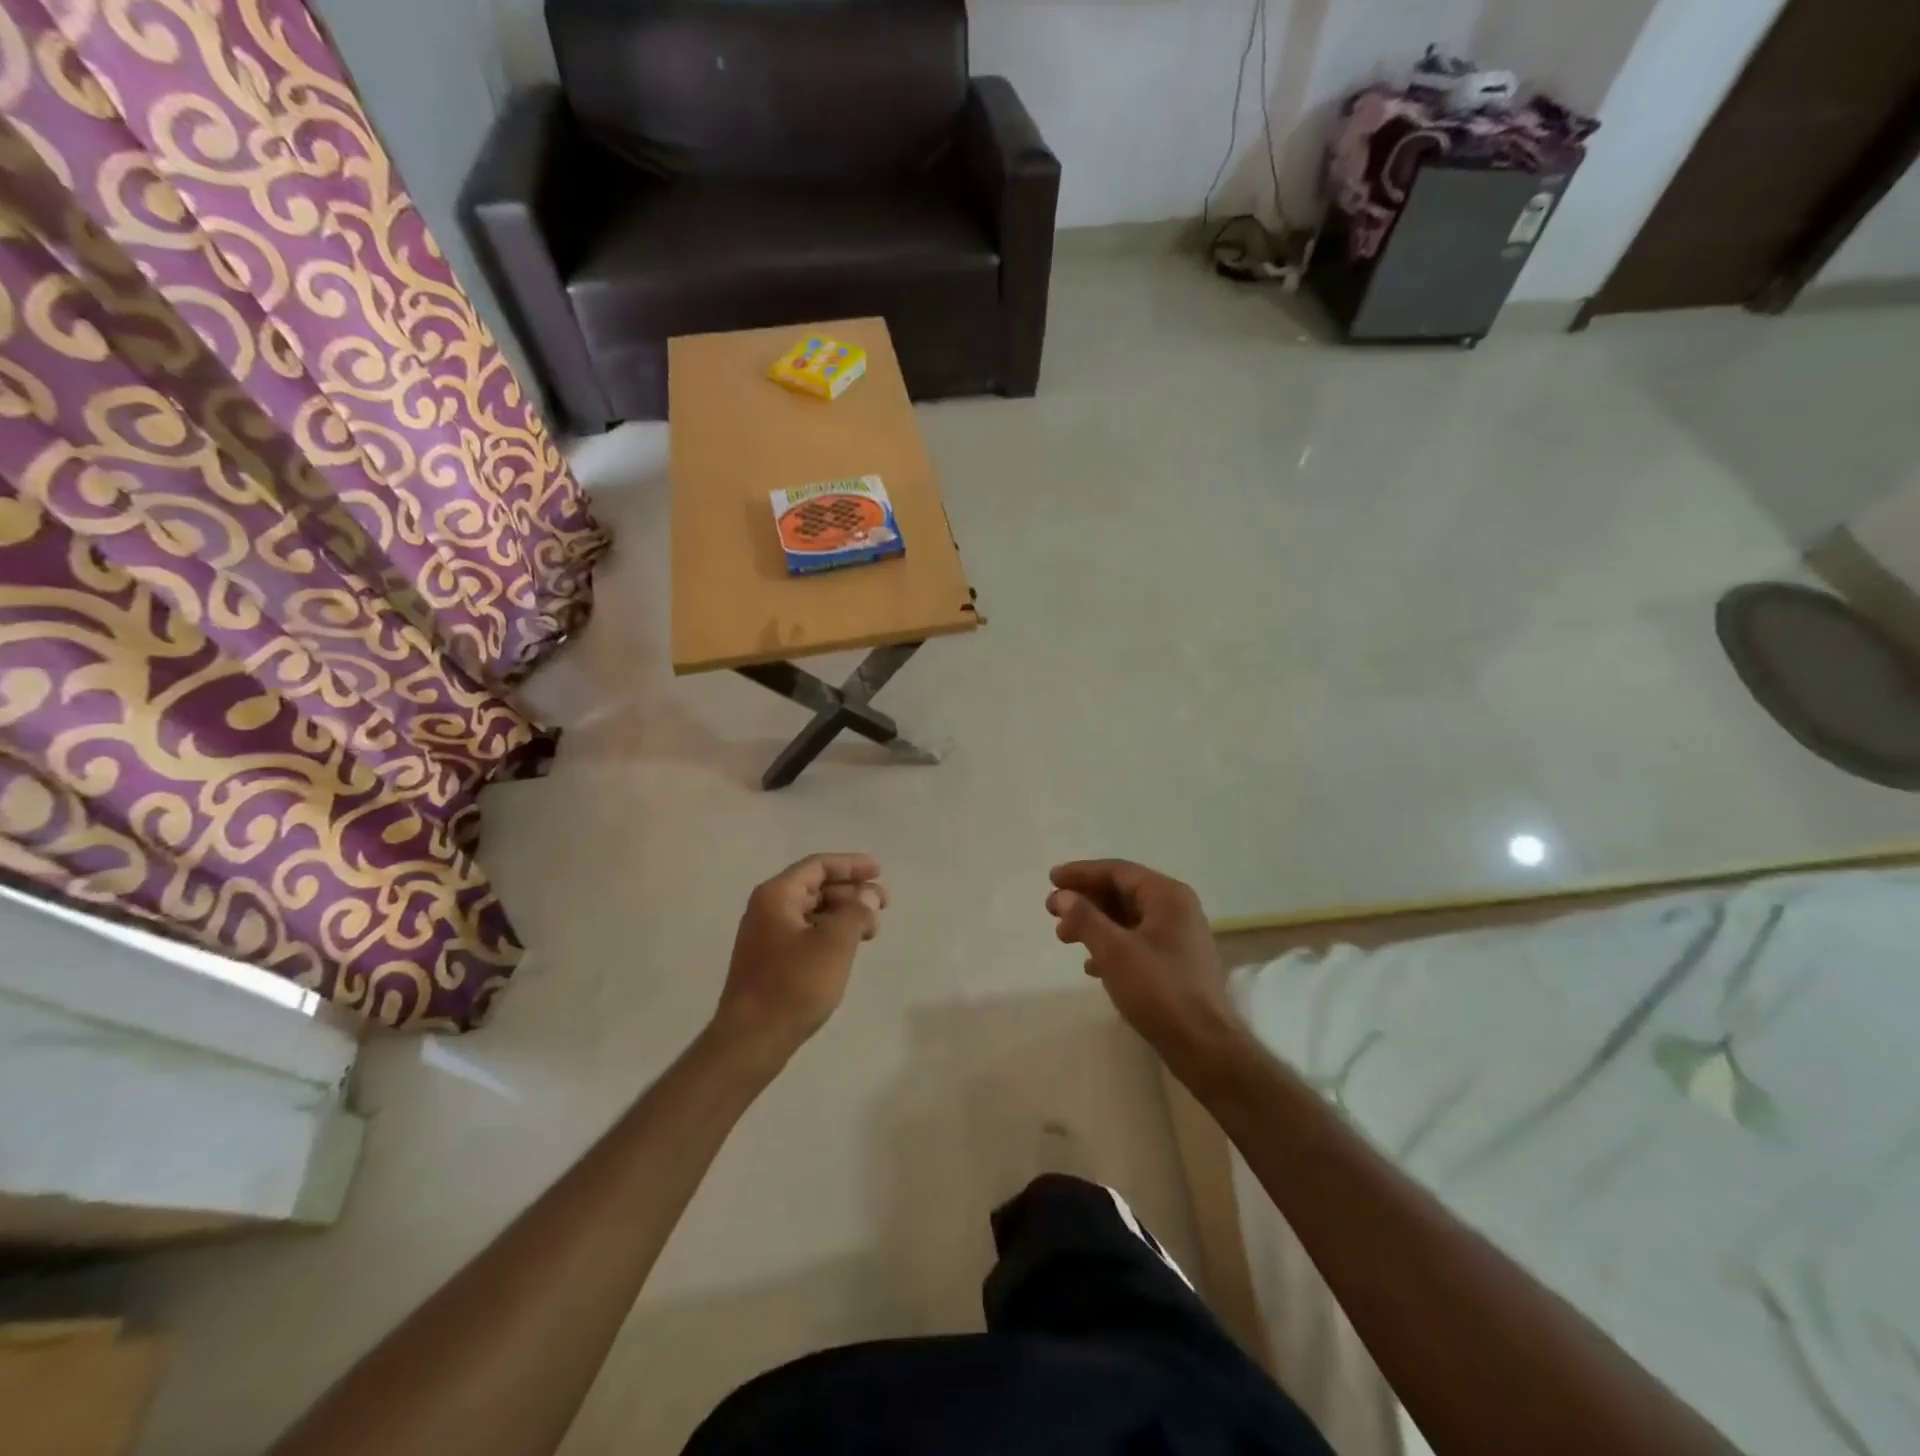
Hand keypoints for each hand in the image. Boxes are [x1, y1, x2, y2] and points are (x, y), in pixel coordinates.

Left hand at [714, 854, 886, 1058]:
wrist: (751, 1040)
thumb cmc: (793, 985)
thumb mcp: (834, 943)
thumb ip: (856, 912)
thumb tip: (867, 896)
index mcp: (776, 895)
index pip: (818, 865)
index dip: (851, 865)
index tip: (879, 872)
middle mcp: (767, 909)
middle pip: (815, 887)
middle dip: (852, 892)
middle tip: (883, 905)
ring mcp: (766, 937)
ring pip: (812, 912)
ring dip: (844, 914)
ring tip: (872, 931)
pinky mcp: (770, 961)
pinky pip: (806, 933)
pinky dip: (831, 933)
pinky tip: (849, 948)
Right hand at [1046, 860, 1240, 1073]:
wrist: (1204, 1046)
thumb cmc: (1159, 990)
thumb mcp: (1114, 950)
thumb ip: (1085, 918)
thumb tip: (1062, 896)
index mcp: (1168, 896)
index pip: (1118, 871)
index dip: (1081, 873)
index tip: (1051, 879)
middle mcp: (1177, 909)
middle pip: (1123, 893)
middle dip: (1086, 900)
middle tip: (1052, 910)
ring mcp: (1179, 937)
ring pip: (1128, 918)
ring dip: (1095, 923)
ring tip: (1064, 937)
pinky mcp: (1176, 964)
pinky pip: (1137, 941)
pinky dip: (1111, 945)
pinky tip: (1091, 965)